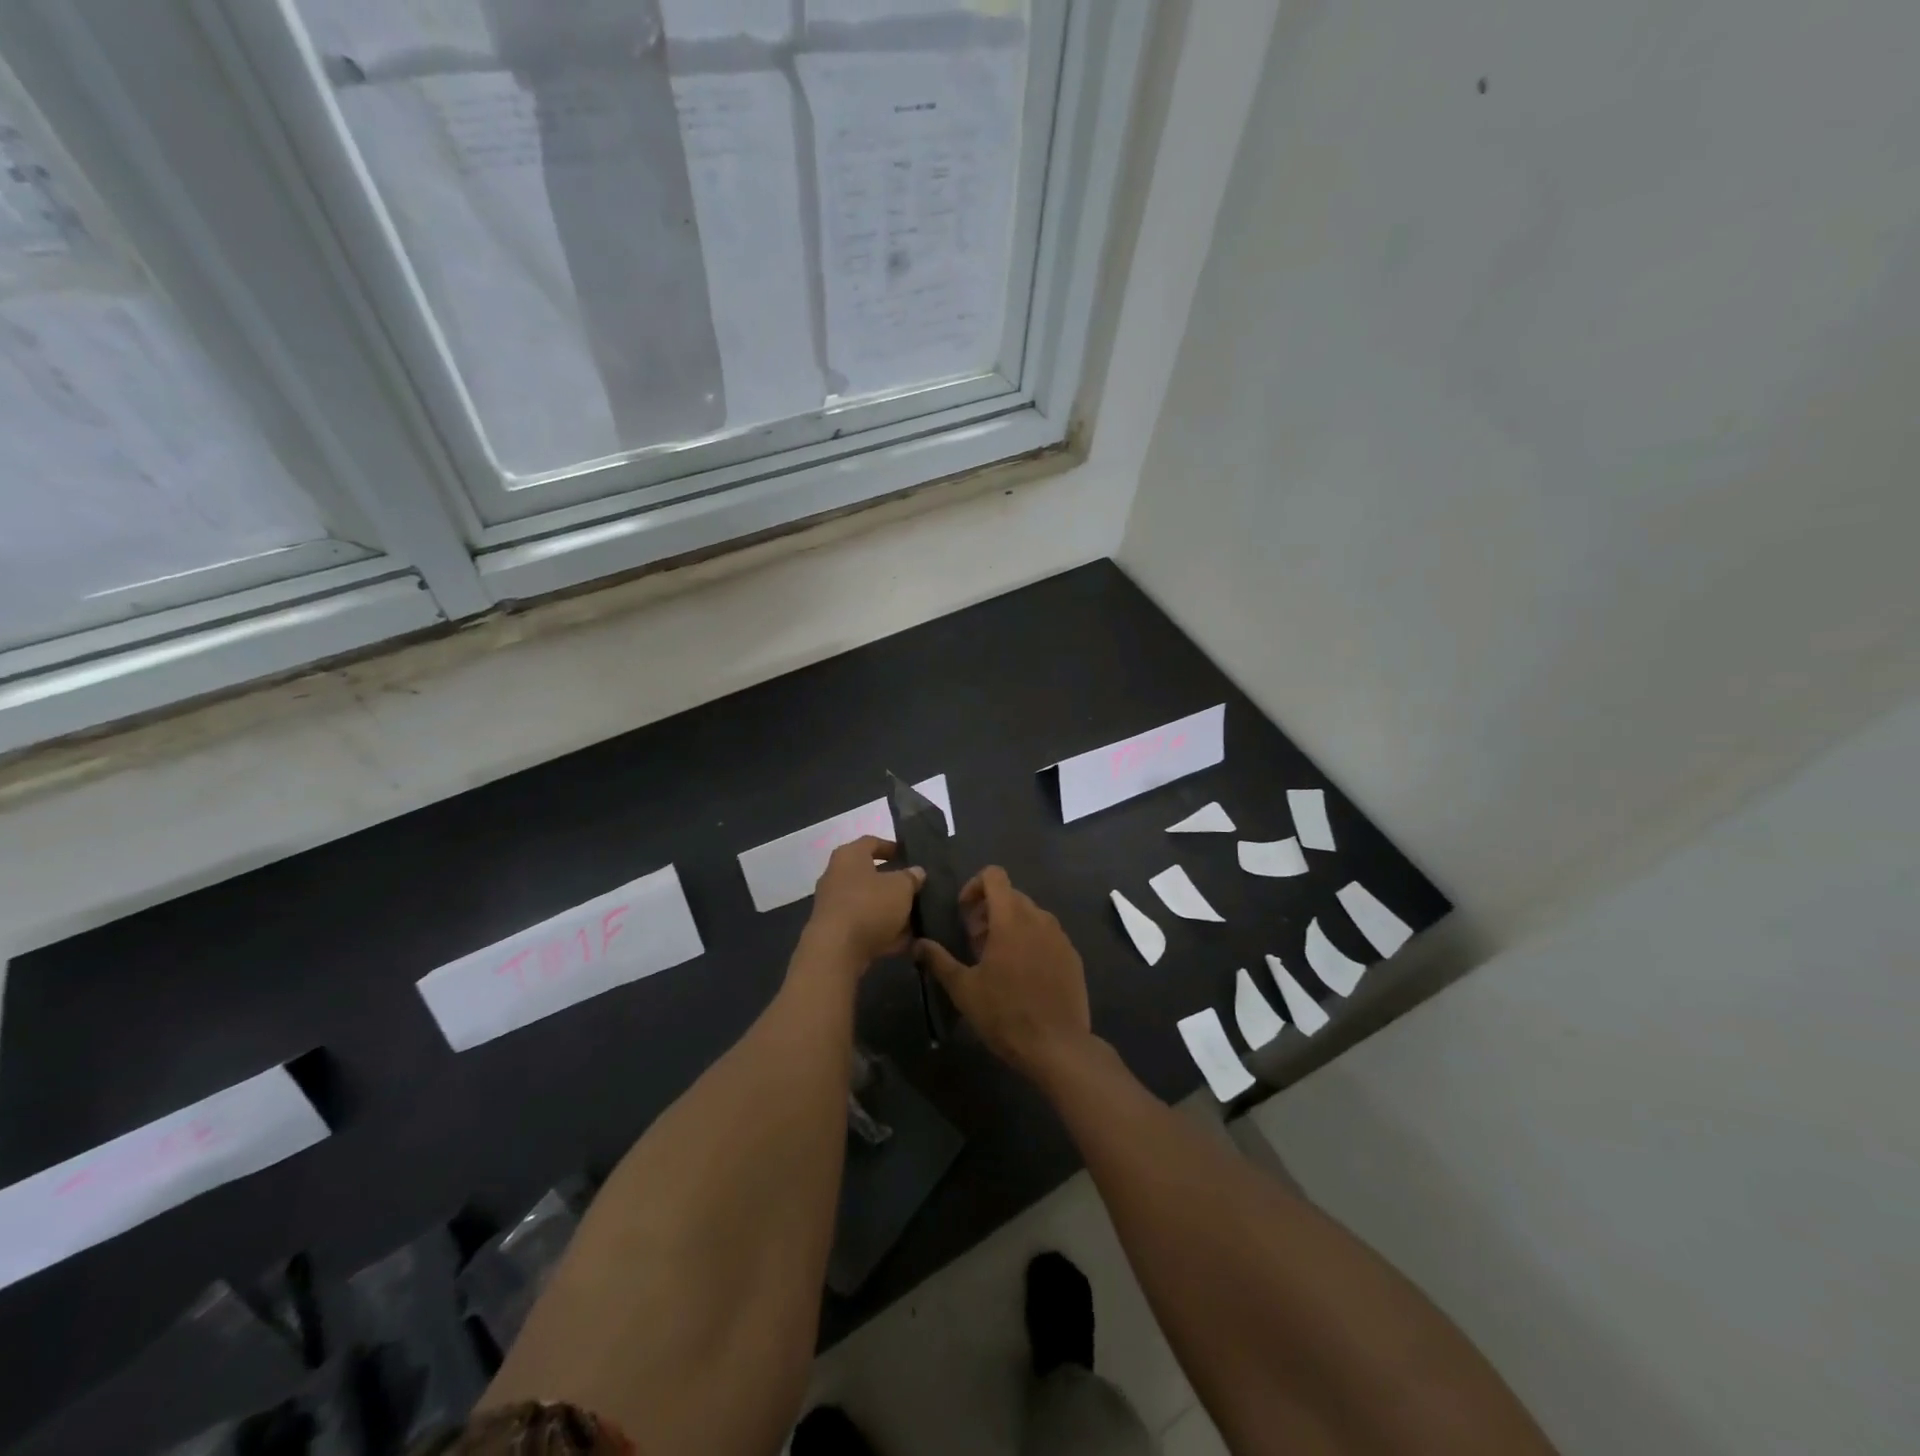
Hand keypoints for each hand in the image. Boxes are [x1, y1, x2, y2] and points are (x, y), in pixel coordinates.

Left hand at [806, 837, 924, 966]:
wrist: (836, 952)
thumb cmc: (869, 906)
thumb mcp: (901, 887)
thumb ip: (911, 877)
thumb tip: (916, 872)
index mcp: (849, 856)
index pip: (871, 842)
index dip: (891, 847)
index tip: (909, 856)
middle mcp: (837, 877)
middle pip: (870, 875)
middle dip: (894, 883)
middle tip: (916, 888)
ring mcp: (834, 906)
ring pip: (869, 903)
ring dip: (891, 910)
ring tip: (917, 917)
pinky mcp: (836, 932)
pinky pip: (865, 927)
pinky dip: (884, 932)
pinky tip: (907, 941)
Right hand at [914, 867, 1092, 1082]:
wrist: (1057, 1046)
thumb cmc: (1005, 1013)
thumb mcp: (963, 989)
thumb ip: (939, 960)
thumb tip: (918, 944)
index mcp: (1010, 918)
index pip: (994, 875)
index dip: (975, 886)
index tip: (964, 914)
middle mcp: (1039, 918)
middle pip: (1011, 895)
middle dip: (989, 911)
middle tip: (976, 943)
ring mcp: (1060, 936)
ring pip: (1031, 915)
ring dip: (1011, 926)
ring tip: (999, 961)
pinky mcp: (1073, 956)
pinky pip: (1048, 935)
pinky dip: (1032, 942)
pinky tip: (1024, 975)